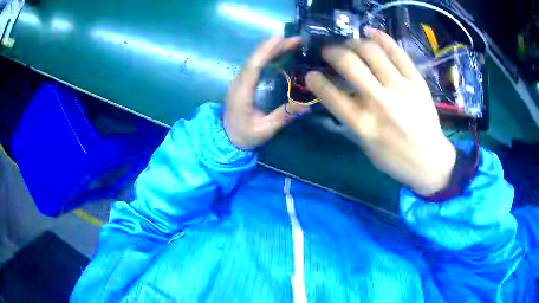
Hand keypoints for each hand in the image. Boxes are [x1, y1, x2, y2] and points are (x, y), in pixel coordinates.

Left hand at [223, 37, 308, 149]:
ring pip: (255, 60)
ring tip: (292, 44)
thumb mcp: (265, 129)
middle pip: (255, 59)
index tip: (281, 39)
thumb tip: (307, 105)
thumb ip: (284, 116)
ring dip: (272, 50)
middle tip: (297, 40)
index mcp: (242, 92)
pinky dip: (268, 57)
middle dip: (275, 47)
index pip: (254, 66)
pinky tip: (281, 55)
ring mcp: (240, 81)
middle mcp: (239, 82)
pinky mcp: (243, 83)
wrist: (226, 139)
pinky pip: (256, 65)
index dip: (266, 51)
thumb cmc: (244, 136)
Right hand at [305, 29, 455, 195]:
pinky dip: (381, 38)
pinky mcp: (417, 81)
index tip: (312, 74)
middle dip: (332, 52)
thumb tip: (336, 94)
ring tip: (350, 45)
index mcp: (364, 125)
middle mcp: (380, 102)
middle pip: (349, 63)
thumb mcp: (366, 147)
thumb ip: (350, 119)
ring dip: (354, 43)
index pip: (330, 94)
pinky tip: (370, 33)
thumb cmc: (395, 159)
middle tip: (330, 52)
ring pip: (371, 51)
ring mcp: (401, 88)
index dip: (315, 80)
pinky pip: (397, 51)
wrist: (431, 161)